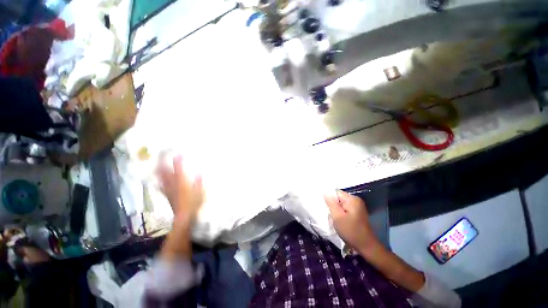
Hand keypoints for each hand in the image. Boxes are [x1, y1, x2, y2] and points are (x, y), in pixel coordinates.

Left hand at [158, 155, 203, 225]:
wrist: (182, 217)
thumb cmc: (193, 204)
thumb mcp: (200, 192)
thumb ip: (199, 182)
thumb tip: (200, 173)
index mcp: (181, 182)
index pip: (178, 169)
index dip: (177, 161)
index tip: (178, 153)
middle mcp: (172, 184)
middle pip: (164, 171)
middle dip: (162, 162)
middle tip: (162, 154)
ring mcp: (167, 188)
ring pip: (160, 177)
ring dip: (158, 168)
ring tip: (159, 162)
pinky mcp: (166, 193)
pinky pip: (160, 183)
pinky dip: (159, 178)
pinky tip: (159, 177)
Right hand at [324, 191, 378, 250]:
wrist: (366, 246)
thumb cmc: (350, 231)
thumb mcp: (337, 216)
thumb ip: (331, 203)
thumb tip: (325, 192)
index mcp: (352, 199)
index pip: (336, 192)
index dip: (329, 198)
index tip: (325, 206)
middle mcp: (356, 200)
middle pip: (339, 197)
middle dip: (332, 204)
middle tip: (328, 212)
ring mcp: (357, 207)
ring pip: (341, 204)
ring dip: (336, 209)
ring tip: (333, 217)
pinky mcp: (357, 213)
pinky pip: (345, 208)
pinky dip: (340, 212)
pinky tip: (339, 219)